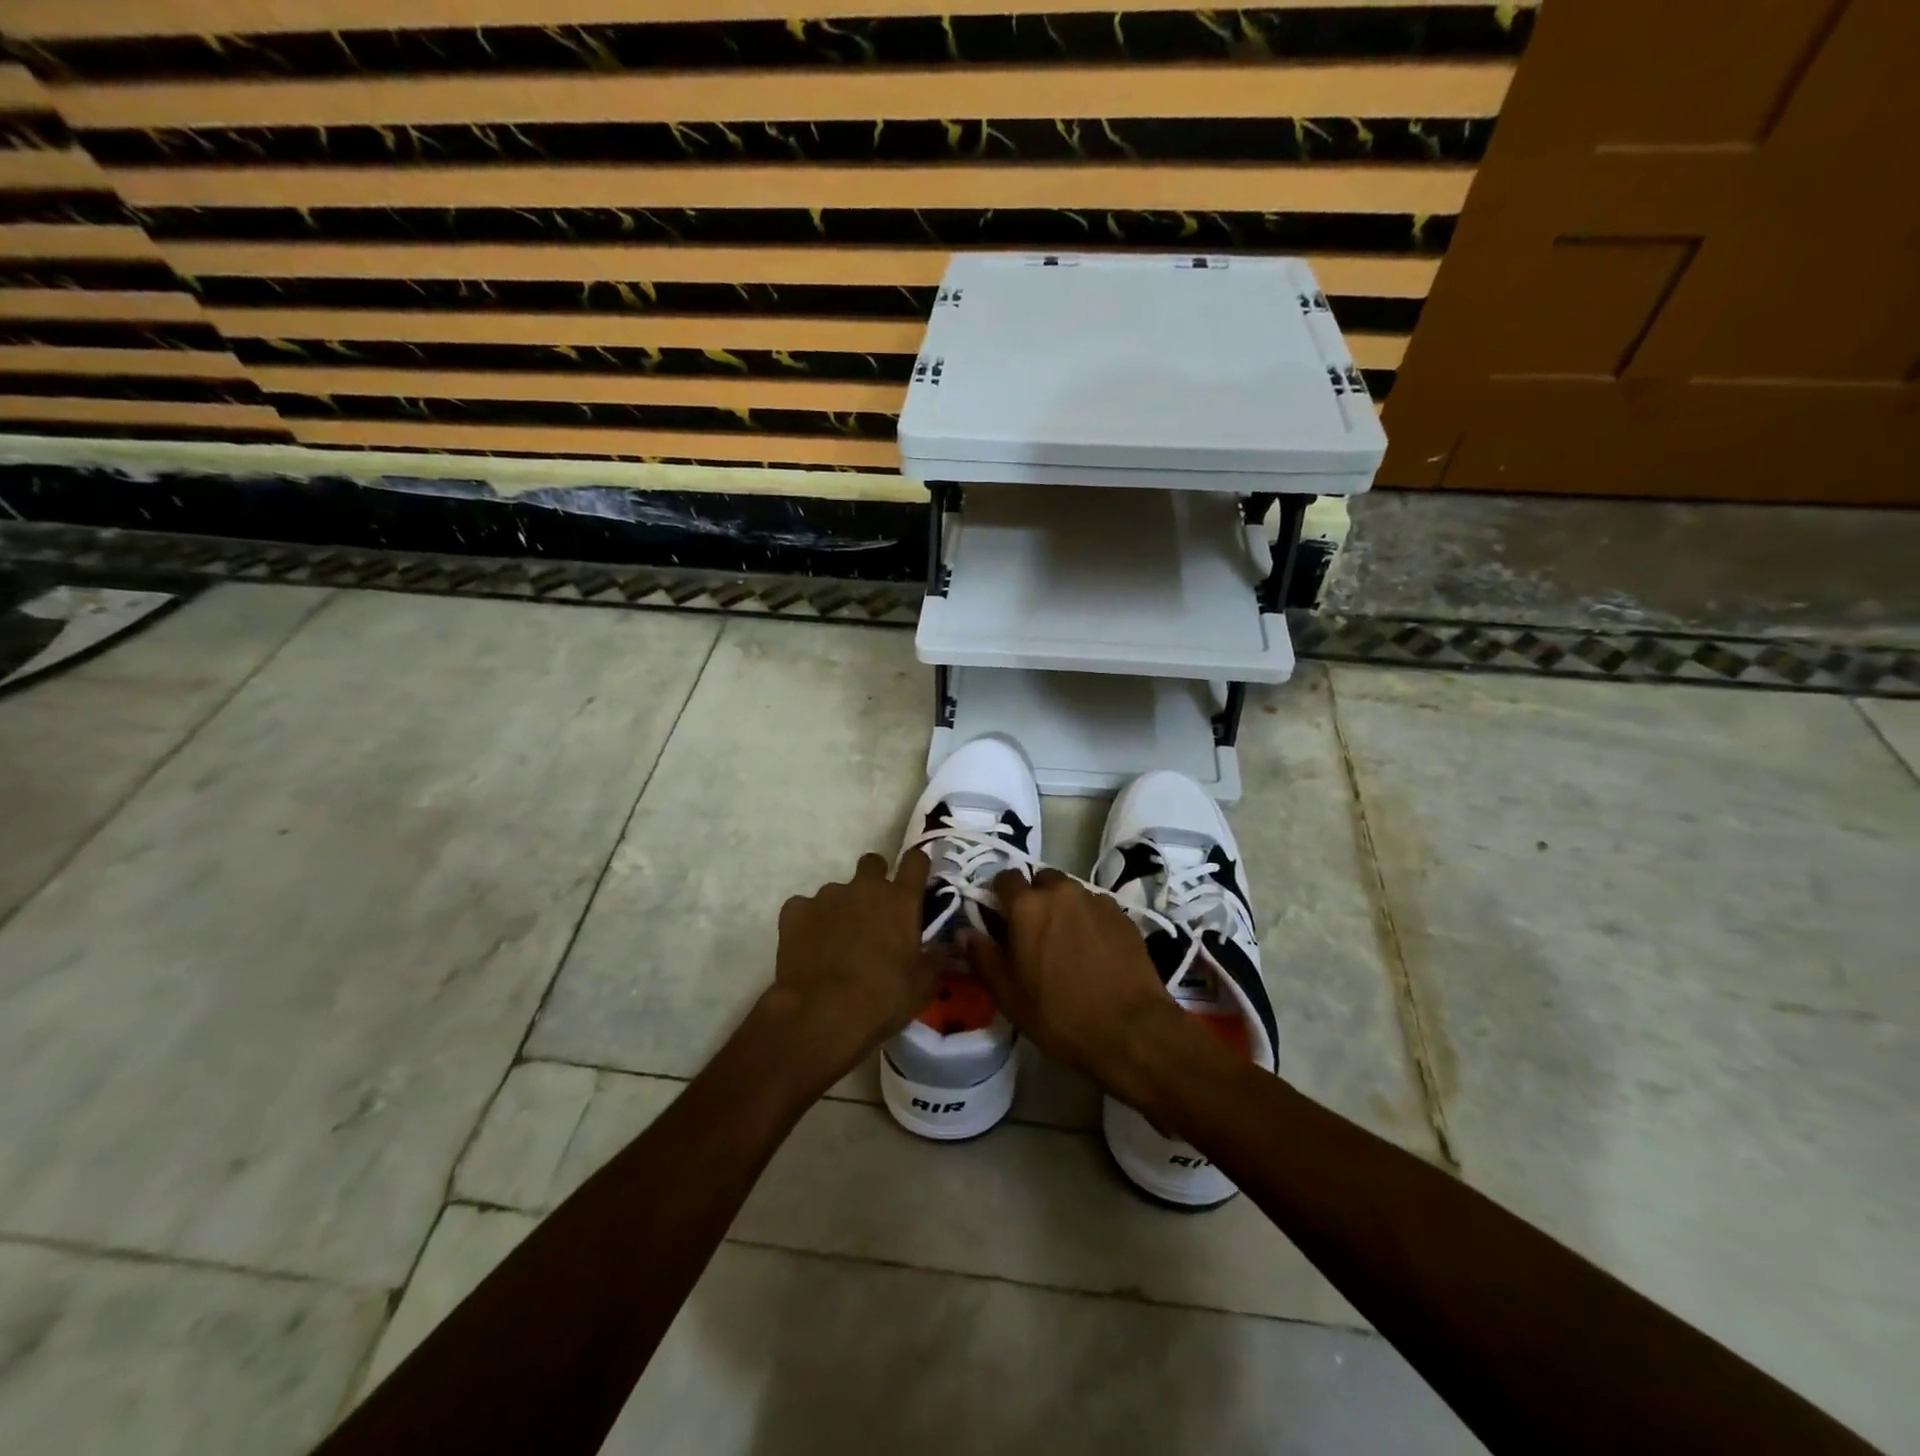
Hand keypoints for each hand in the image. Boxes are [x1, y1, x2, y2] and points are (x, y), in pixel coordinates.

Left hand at [767, 850, 948, 1089]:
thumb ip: (933, 960)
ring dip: (841, 907)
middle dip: (875, 878)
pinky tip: (809, 946)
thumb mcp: (922, 987)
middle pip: (872, 863)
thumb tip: (940, 949)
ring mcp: (827, 896)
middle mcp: (864, 888)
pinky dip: (808, 921)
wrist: (821, 1014)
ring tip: (837, 941)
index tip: (916, 877)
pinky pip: (804, 907)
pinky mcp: (795, 912)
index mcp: (900, 900)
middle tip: (875, 910)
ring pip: (837, 890)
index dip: (917, 865)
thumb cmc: (882, 999)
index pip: (916, 861)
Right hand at [960, 868, 1211, 1119]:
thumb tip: (964, 932)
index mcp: (1027, 906)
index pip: (1004, 879)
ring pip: (1071, 893)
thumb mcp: (1008, 994)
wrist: (1131, 1029)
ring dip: (1063, 908)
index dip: (999, 896)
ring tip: (1065, 943)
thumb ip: (982, 957)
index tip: (998, 918)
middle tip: (1033, 931)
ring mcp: (1097, 901)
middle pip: (1041, 880)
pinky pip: (1097, 908)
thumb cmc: (1059, 1014)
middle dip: (1034, 898)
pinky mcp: (1123, 916)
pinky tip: (1093, 951)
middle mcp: (1062, 892)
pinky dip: (1089, 921)